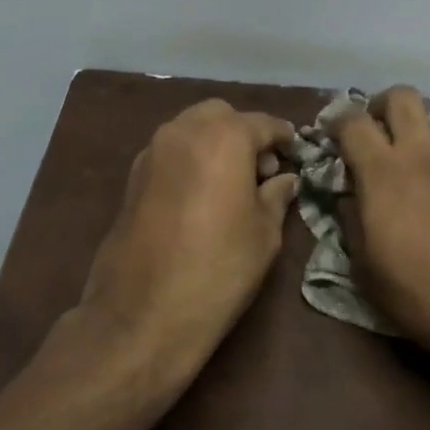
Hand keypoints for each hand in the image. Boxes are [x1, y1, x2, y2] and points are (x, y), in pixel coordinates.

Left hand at [81, 98, 299, 382]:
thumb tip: (285, 180)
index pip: (263, 123)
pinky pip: (171, 152)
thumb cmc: (218, 269)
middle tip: (262, 170)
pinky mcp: (132, 177)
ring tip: (232, 184)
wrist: (142, 314)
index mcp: (224, 137)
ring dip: (214, 143)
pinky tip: (202, 195)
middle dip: (244, 132)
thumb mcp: (264, 234)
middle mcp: (184, 131)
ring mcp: (152, 151)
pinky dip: (191, 159)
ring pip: (191, 129)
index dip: (283, 137)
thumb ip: (277, 196)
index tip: (296, 152)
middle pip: (221, 115)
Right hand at [331, 87, 429, 366]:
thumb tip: (347, 197)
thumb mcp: (369, 273)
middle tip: (378, 129)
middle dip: (383, 104)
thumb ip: (353, 225)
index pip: (353, 122)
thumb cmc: (426, 297)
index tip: (333, 134)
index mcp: (383, 174)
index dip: (338, 120)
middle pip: (402, 97)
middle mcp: (422, 154)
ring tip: (426, 140)